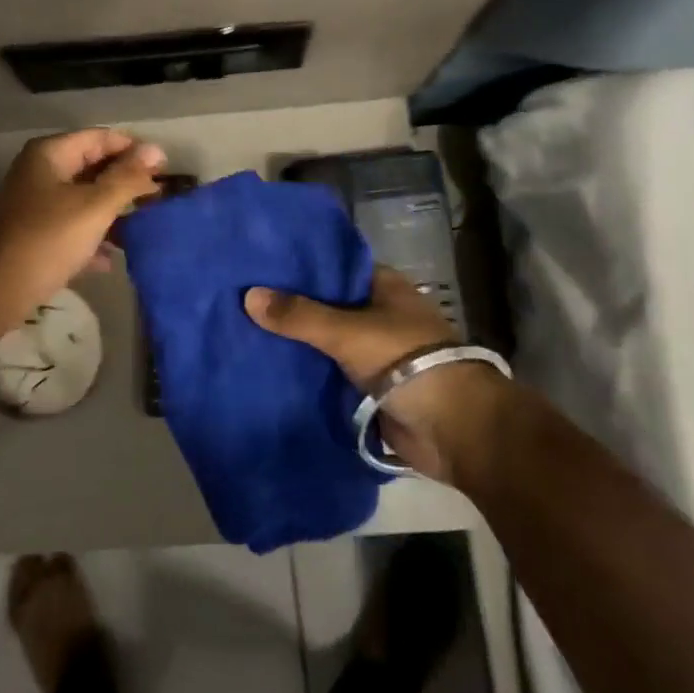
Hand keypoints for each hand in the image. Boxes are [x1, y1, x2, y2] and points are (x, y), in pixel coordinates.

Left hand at [0, 128, 165, 322]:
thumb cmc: (48, 239)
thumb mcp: (95, 206)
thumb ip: (127, 178)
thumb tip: (156, 151)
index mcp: (50, 154)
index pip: (101, 138)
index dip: (133, 150)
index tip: (164, 170)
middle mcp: (40, 171)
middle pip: (92, 166)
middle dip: (125, 182)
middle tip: (158, 198)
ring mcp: (35, 203)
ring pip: (84, 198)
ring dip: (112, 211)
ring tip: (144, 226)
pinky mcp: (35, 233)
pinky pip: (72, 224)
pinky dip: (92, 236)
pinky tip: (112, 258)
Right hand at [244, 265, 505, 481]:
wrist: (452, 428)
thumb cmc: (405, 360)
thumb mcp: (347, 331)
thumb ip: (299, 316)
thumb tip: (248, 296)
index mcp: (382, 287)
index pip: (333, 266)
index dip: (300, 265)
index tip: (261, 264)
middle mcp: (377, 314)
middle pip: (326, 304)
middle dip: (291, 305)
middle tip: (241, 297)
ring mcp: (373, 352)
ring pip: (324, 340)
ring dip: (296, 341)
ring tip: (245, 329)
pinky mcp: (367, 387)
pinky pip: (328, 373)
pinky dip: (305, 372)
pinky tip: (268, 366)